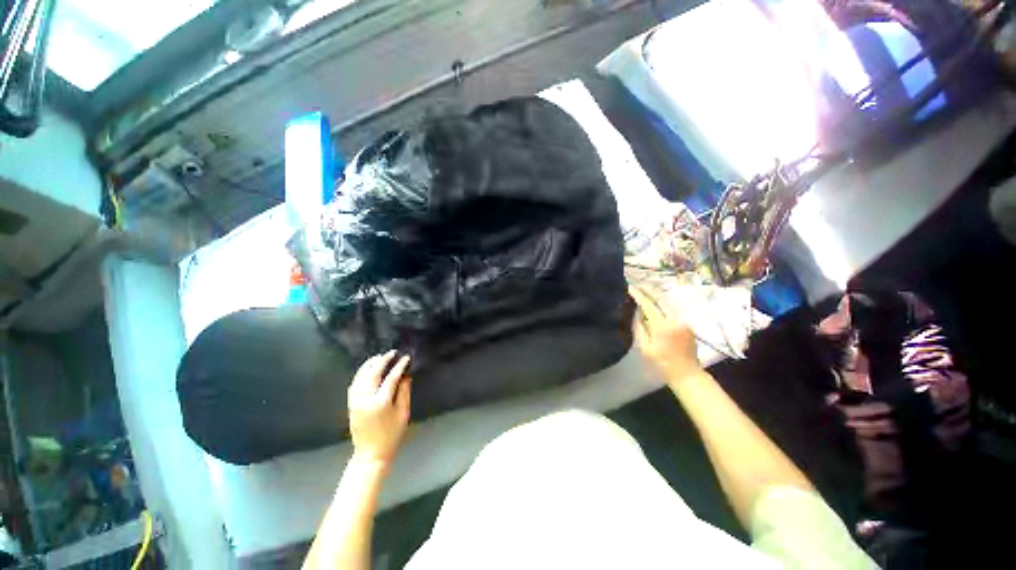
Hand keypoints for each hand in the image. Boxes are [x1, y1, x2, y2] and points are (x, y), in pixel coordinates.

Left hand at [348, 351, 411, 467]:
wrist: (371, 454)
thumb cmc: (391, 435)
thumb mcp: (403, 413)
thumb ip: (404, 392)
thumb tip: (405, 375)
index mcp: (380, 402)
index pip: (391, 378)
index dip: (399, 366)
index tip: (406, 357)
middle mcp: (365, 399)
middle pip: (373, 373)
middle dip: (383, 361)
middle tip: (392, 353)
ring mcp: (355, 401)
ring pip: (361, 377)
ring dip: (370, 365)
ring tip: (379, 357)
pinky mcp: (351, 404)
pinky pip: (354, 384)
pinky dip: (360, 374)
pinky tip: (367, 370)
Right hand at [629, 286, 702, 382]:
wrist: (687, 373)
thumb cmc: (662, 363)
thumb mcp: (645, 347)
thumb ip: (639, 327)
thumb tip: (637, 311)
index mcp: (662, 326)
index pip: (649, 305)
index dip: (639, 295)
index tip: (630, 287)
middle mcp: (674, 319)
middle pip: (660, 298)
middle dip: (648, 289)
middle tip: (636, 283)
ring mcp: (682, 320)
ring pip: (667, 301)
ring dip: (655, 293)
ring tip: (644, 288)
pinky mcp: (686, 323)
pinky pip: (671, 308)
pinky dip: (661, 301)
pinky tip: (654, 300)